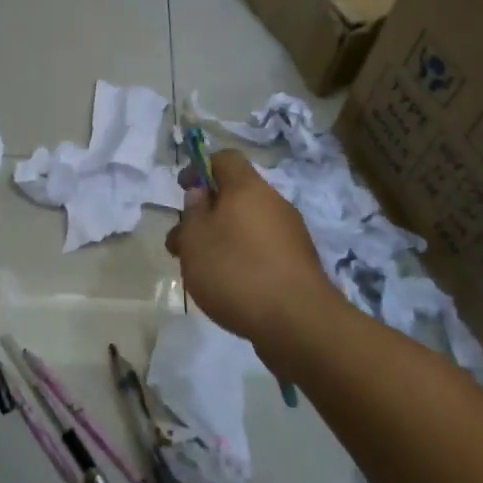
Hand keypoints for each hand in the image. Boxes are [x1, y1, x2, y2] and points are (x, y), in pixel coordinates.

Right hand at [165, 150, 335, 360]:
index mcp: (248, 187)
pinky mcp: (299, 266)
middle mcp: (273, 203)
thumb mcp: (196, 238)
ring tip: (201, 272)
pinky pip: (263, 252)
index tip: (183, 190)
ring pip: (247, 227)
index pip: (225, 158)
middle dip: (207, 215)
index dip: (200, 168)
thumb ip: (193, 212)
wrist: (299, 323)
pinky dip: (244, 261)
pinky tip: (230, 289)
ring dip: (223, 241)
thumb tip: (200, 194)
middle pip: (235, 196)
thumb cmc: (237, 270)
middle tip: (184, 243)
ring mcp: (291, 235)